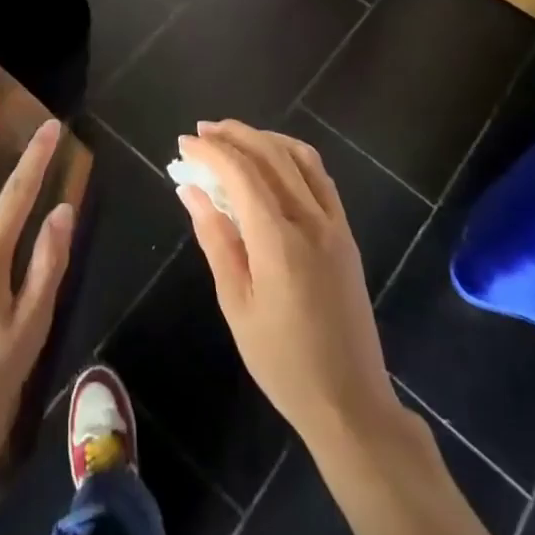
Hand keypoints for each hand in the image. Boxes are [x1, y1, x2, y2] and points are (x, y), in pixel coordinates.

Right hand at [176, 120, 395, 450]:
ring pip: (300, 157)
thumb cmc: (282, 361)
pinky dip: (291, 155)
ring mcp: (334, 225)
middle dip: (233, 135)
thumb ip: (215, 239)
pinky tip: (271, 161)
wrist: (350, 402)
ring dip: (264, 138)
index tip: (184, 144)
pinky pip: (319, 177)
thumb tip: (191, 191)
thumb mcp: (236, 304)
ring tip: (232, 138)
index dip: (210, 152)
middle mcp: (311, 221)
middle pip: (271, 154)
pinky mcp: (345, 234)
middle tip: (201, 132)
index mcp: (279, 241)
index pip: (241, 174)